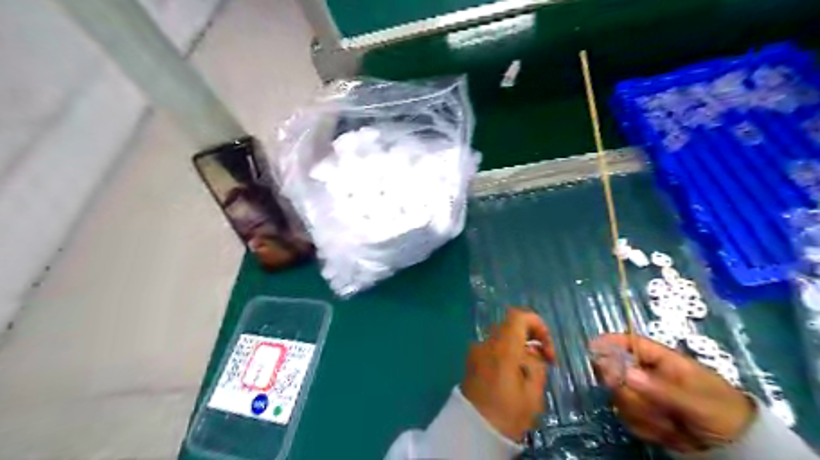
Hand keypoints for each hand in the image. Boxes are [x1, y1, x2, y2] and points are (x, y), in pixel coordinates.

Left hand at [460, 308, 556, 439]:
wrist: (472, 431)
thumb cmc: (506, 414)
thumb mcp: (532, 395)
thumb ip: (537, 366)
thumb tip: (534, 352)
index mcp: (502, 348)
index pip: (518, 316)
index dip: (537, 324)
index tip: (546, 348)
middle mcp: (486, 343)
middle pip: (510, 325)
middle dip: (529, 337)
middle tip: (542, 361)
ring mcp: (475, 351)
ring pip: (501, 337)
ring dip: (517, 346)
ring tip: (527, 372)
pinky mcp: (470, 360)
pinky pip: (492, 348)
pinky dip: (505, 353)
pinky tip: (511, 376)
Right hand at [590, 334, 754, 452]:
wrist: (737, 449)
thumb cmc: (723, 413)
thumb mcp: (698, 401)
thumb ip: (661, 388)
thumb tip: (625, 373)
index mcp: (662, 360)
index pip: (631, 343)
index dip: (610, 342)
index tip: (592, 348)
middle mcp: (647, 374)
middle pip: (617, 372)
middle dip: (631, 393)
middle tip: (650, 406)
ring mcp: (643, 395)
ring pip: (620, 398)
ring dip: (643, 414)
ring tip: (671, 425)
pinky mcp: (642, 415)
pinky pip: (627, 418)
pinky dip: (645, 429)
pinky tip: (668, 434)